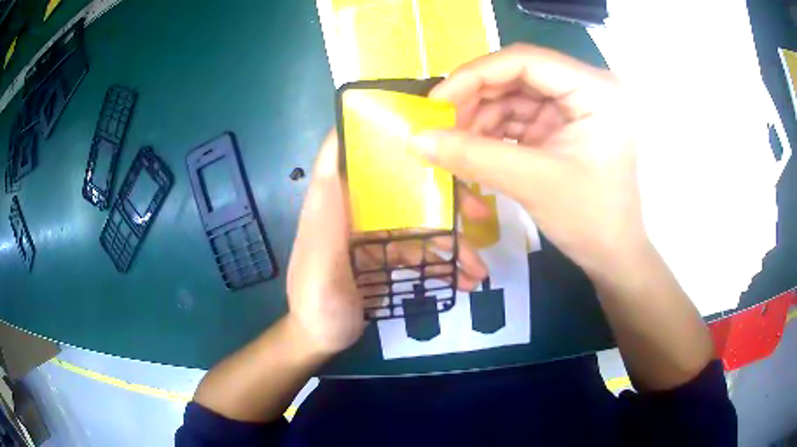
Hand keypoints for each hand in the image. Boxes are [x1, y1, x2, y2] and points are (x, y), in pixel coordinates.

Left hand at [287, 132, 488, 355]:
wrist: (321, 341)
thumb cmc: (317, 306)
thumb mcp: (319, 268)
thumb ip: (326, 221)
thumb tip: (336, 165)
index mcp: (332, 204)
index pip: (345, 151)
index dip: (371, 129)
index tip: (414, 122)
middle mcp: (354, 210)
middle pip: (399, 186)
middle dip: (441, 195)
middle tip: (479, 211)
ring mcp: (373, 233)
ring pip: (418, 221)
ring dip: (451, 241)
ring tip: (479, 267)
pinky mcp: (386, 255)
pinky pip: (420, 251)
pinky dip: (443, 263)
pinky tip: (464, 280)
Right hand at [413, 44, 643, 278]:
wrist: (613, 255)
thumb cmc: (590, 219)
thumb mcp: (533, 183)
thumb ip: (473, 156)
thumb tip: (416, 138)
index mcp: (595, 89)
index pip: (525, 61)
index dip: (475, 75)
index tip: (436, 102)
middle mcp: (586, 87)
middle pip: (517, 76)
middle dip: (476, 100)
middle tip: (441, 127)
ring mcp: (575, 106)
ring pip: (514, 96)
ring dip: (482, 119)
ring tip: (456, 146)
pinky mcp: (564, 126)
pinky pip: (520, 117)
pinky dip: (494, 133)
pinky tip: (475, 150)